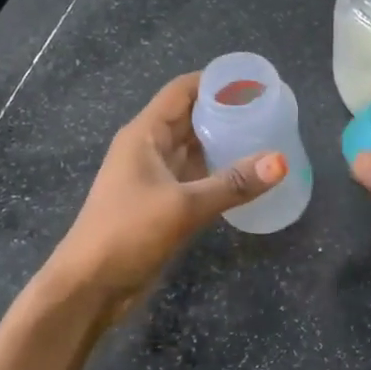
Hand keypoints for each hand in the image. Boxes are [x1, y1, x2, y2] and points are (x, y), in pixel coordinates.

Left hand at [44, 72, 285, 319]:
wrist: (89, 287)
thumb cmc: (127, 233)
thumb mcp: (183, 206)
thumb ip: (233, 183)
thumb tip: (281, 161)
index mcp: (144, 134)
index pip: (182, 91)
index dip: (216, 82)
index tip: (255, 83)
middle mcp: (149, 148)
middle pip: (191, 117)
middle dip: (227, 111)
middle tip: (270, 111)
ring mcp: (154, 177)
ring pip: (195, 148)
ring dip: (224, 142)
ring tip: (266, 137)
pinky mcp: (161, 203)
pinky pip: (196, 176)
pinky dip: (219, 171)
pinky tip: (247, 176)